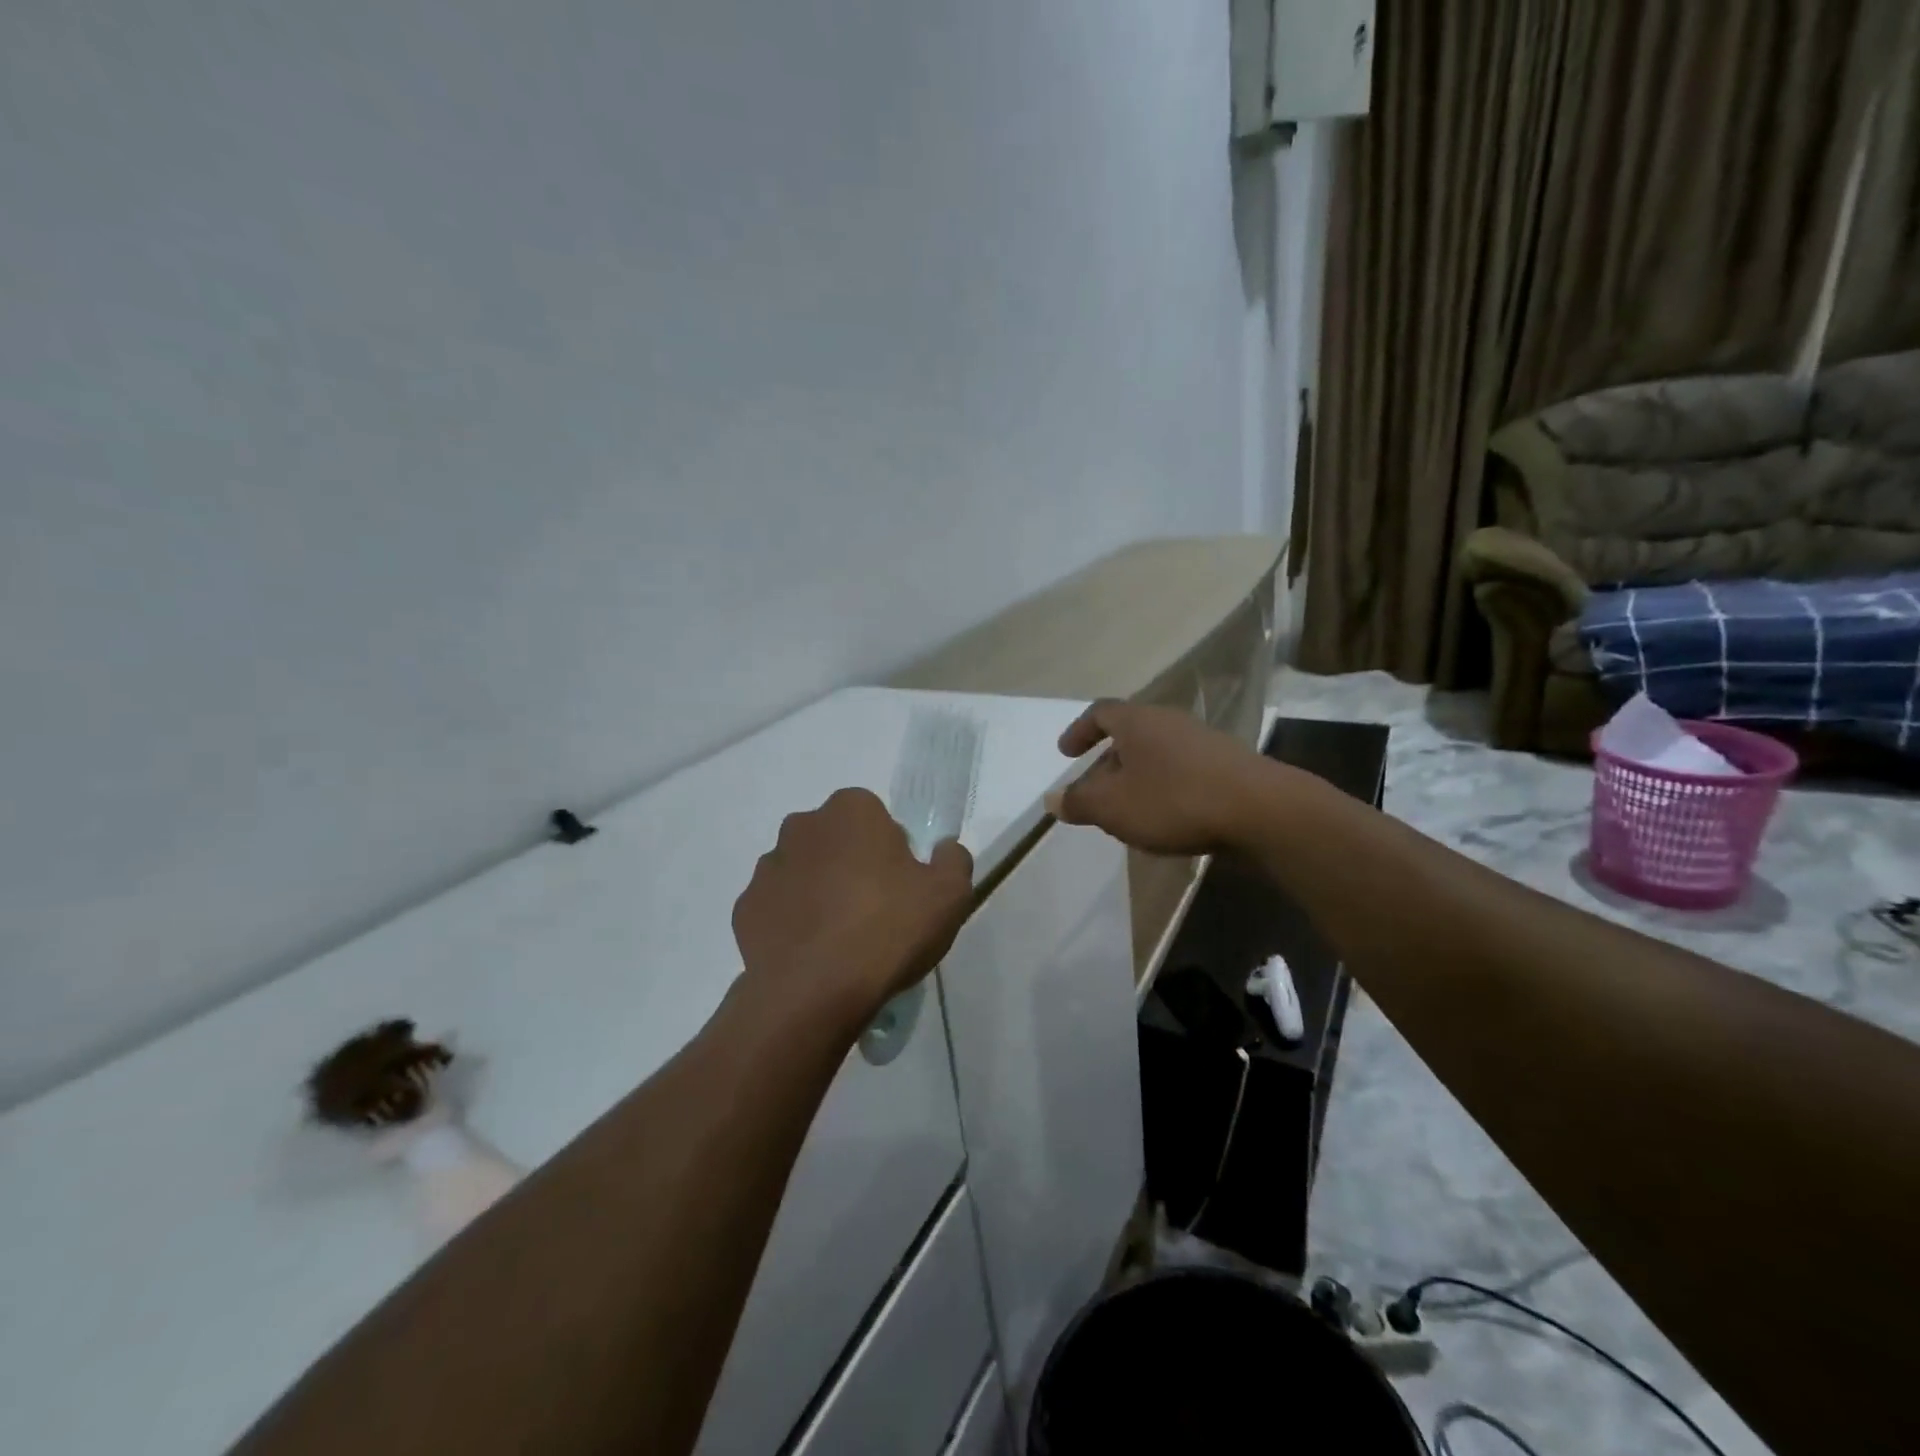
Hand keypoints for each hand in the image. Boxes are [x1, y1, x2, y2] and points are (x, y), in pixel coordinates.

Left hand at [732, 788, 973, 1026]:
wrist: (815, 992)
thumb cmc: (888, 929)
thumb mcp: (950, 895)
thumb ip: (953, 860)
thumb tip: (944, 850)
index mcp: (851, 810)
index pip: (876, 817)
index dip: (892, 850)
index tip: (902, 887)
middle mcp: (802, 826)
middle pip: (837, 841)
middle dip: (853, 865)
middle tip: (876, 912)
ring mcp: (767, 867)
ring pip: (804, 872)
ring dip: (820, 892)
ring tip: (842, 940)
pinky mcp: (745, 908)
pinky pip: (779, 908)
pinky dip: (793, 923)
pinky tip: (813, 955)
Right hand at [1045, 699, 1272, 854]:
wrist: (1261, 810)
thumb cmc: (1174, 800)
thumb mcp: (1113, 807)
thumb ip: (1079, 802)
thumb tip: (1053, 799)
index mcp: (1138, 721)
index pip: (1100, 712)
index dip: (1079, 731)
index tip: (1066, 753)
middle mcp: (1169, 722)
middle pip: (1129, 735)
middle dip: (1107, 763)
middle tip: (1095, 792)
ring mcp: (1203, 741)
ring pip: (1156, 754)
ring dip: (1136, 778)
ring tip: (1128, 810)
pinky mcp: (1227, 765)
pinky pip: (1182, 770)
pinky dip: (1164, 787)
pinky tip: (1166, 818)